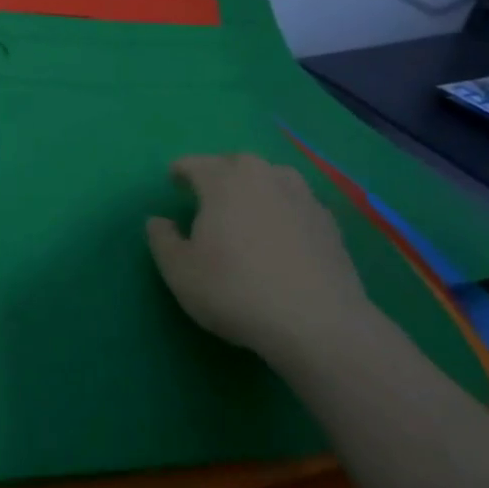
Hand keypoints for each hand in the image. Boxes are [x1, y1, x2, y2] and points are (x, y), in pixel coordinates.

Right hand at [146, 153, 377, 361]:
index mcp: (224, 181)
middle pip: (236, 163)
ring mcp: (302, 198)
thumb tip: (158, 221)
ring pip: (272, 178)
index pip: (196, 164)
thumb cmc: (235, 290)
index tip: (173, 180)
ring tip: (247, 206)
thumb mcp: (180, 272)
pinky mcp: (329, 223)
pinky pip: (297, 203)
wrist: (317, 323)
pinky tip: (281, 233)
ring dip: (256, 186)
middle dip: (219, 172)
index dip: (181, 171)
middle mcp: (264, 177)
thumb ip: (162, 240)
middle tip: (208, 193)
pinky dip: (284, 210)